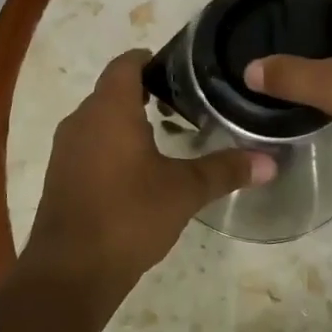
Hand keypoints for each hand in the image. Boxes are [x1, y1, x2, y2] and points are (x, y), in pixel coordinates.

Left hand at [23, 51, 274, 304]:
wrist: (70, 272)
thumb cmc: (128, 216)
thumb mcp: (184, 191)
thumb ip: (225, 170)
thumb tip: (271, 162)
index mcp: (109, 109)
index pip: (126, 63)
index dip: (152, 59)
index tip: (182, 69)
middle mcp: (81, 119)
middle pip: (113, 89)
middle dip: (146, 91)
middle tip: (186, 104)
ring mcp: (65, 148)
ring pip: (100, 118)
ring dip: (129, 120)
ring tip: (167, 136)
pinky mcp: (60, 175)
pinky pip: (89, 143)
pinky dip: (113, 145)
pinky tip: (138, 170)